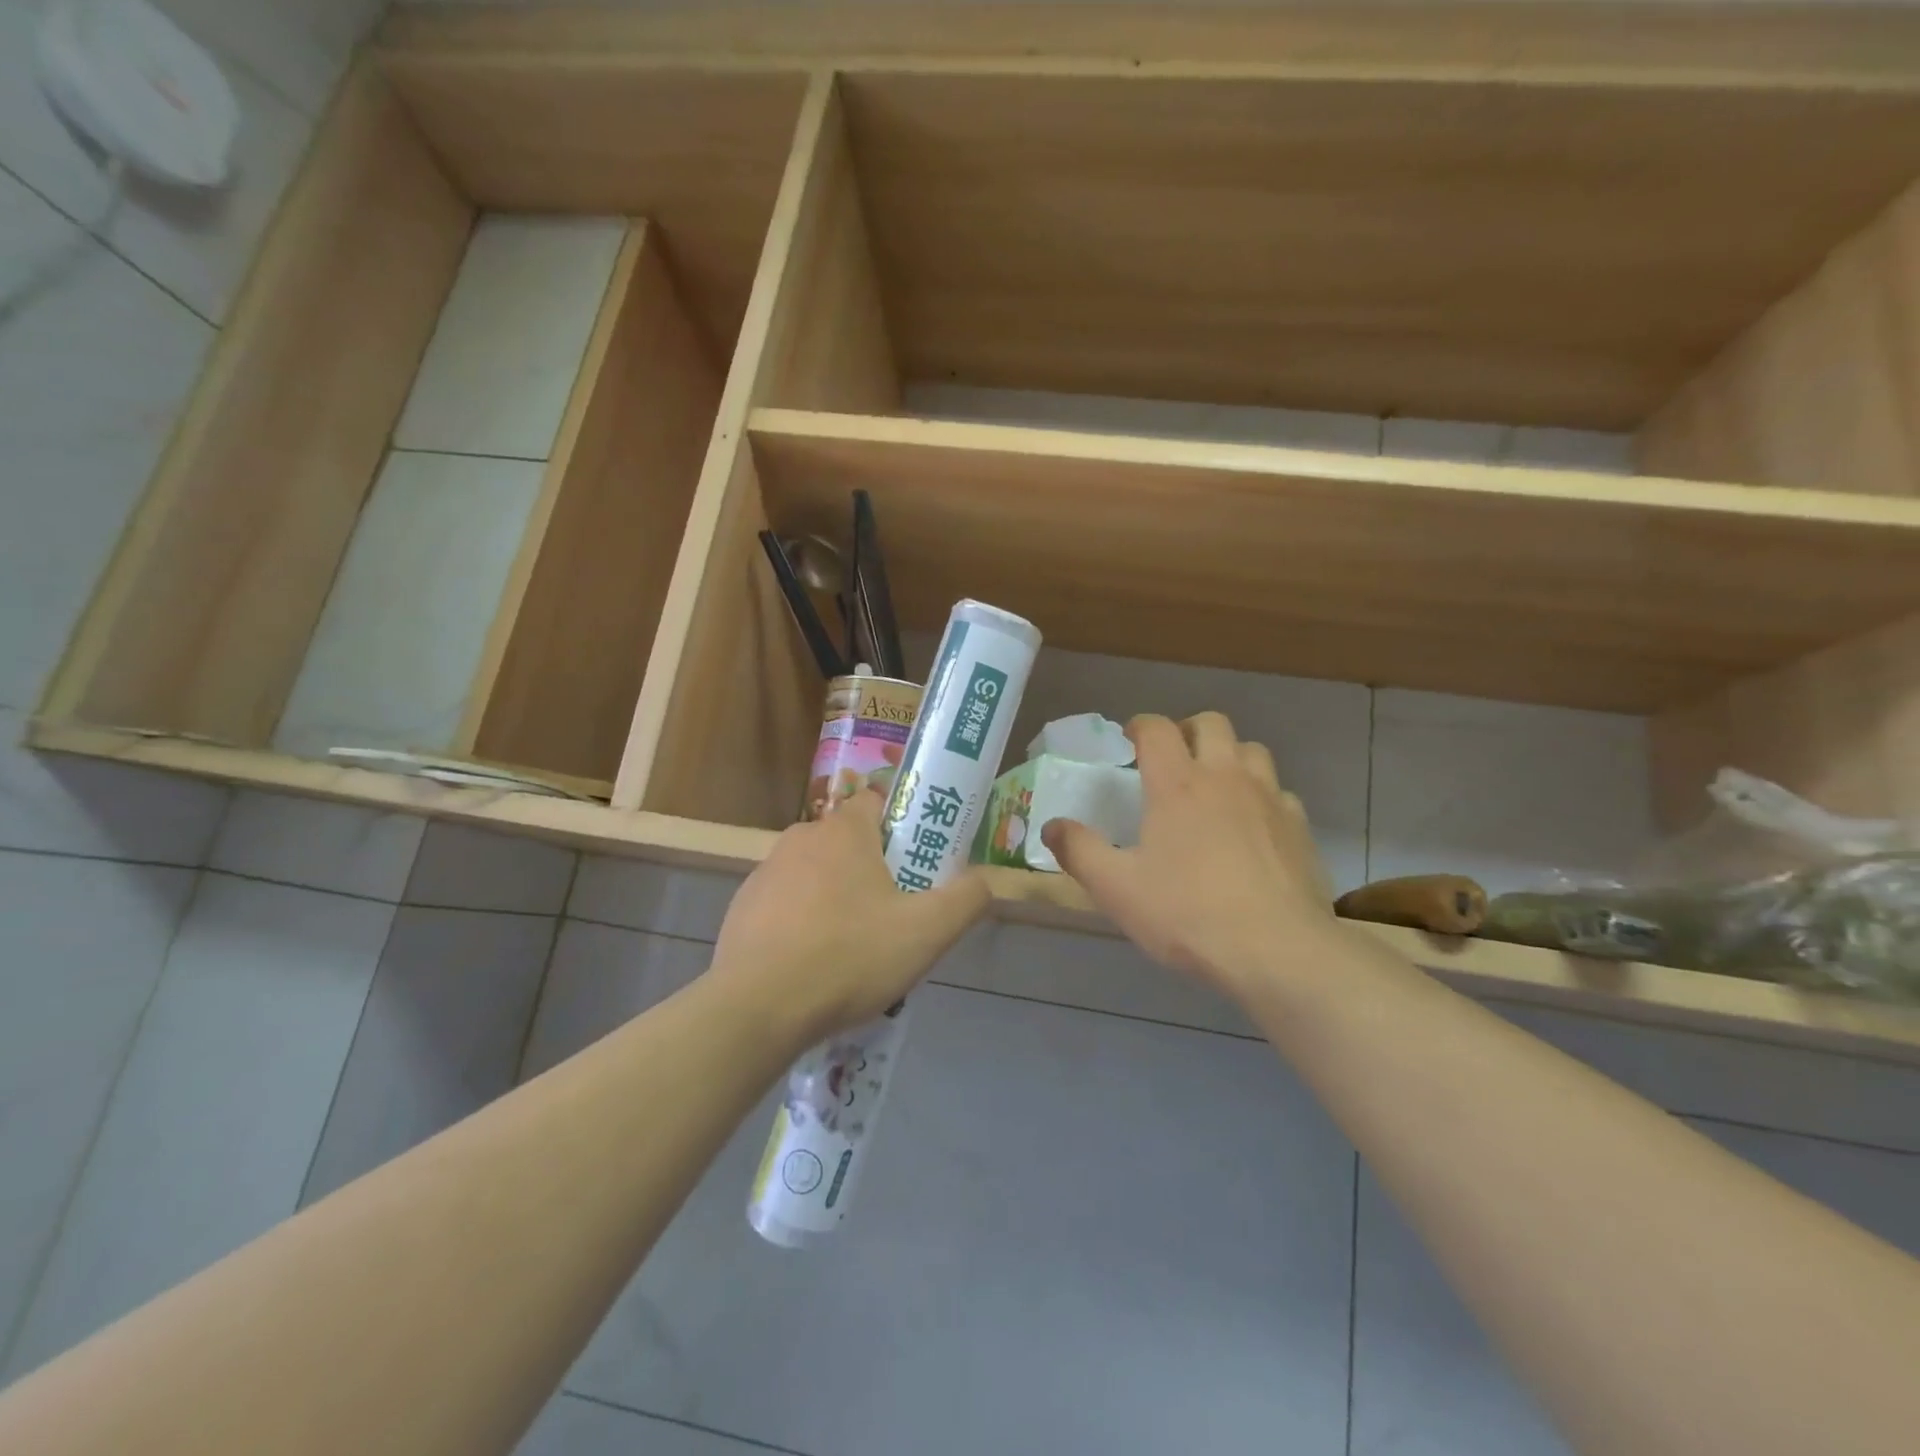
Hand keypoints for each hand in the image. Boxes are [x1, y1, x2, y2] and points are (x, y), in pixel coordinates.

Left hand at [708, 789, 990, 1043]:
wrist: (756, 1008)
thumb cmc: (848, 957)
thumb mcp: (926, 933)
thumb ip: (966, 899)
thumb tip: (986, 880)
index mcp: (844, 831)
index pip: (877, 802)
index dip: (902, 826)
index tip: (918, 862)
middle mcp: (801, 838)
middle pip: (848, 841)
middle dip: (872, 869)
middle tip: (895, 913)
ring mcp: (765, 872)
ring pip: (815, 873)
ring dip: (836, 897)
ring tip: (854, 948)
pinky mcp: (742, 907)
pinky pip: (785, 903)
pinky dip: (801, 921)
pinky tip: (812, 963)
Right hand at [1041, 713, 1335, 999]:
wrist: (1277, 951)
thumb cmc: (1187, 914)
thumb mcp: (1116, 889)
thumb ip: (1079, 851)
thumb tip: (1051, 827)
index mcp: (1177, 784)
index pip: (1157, 729)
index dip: (1140, 726)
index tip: (1129, 740)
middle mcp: (1225, 777)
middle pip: (1211, 723)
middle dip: (1187, 730)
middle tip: (1172, 758)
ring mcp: (1269, 799)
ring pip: (1252, 750)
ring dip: (1229, 756)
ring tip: (1213, 785)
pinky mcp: (1299, 827)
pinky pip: (1279, 792)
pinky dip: (1261, 795)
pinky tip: (1252, 826)